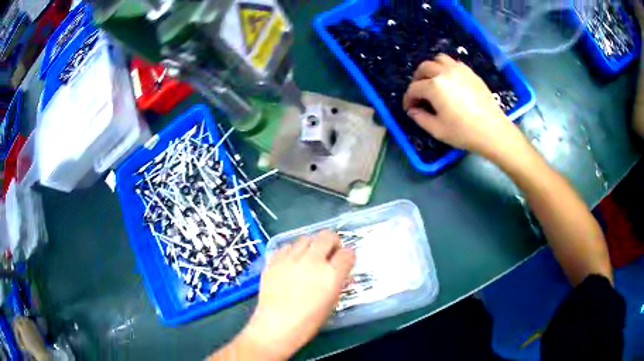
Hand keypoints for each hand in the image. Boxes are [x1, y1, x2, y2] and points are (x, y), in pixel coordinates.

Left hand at [239, 231, 354, 359]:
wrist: (276, 325)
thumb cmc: (309, 321)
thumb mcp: (331, 302)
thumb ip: (337, 282)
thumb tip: (340, 272)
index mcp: (331, 274)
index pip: (347, 253)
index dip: (348, 256)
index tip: (345, 261)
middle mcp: (313, 261)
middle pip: (327, 236)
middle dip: (332, 242)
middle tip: (329, 253)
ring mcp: (291, 258)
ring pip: (306, 238)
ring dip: (312, 245)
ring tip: (309, 258)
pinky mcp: (275, 260)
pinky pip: (287, 246)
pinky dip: (293, 251)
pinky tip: (292, 262)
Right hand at [402, 54, 519, 156]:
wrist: (493, 131)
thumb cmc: (464, 132)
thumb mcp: (437, 129)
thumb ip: (420, 117)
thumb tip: (413, 110)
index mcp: (434, 86)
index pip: (414, 88)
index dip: (408, 98)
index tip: (409, 108)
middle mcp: (444, 72)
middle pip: (424, 68)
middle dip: (417, 80)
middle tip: (419, 93)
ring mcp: (459, 70)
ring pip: (439, 59)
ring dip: (431, 68)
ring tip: (433, 81)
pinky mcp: (470, 73)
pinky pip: (453, 63)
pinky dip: (446, 68)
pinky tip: (449, 81)